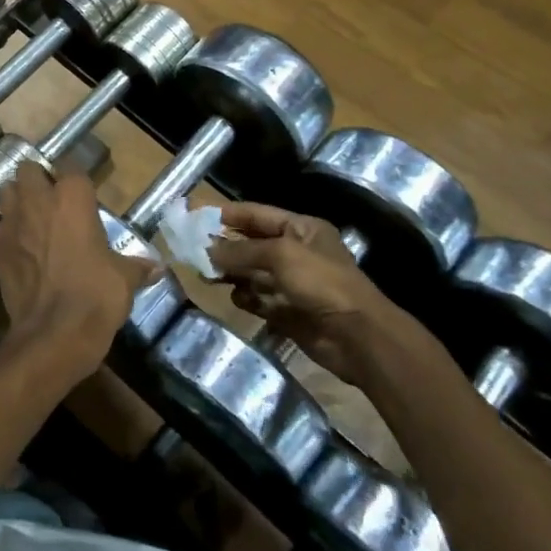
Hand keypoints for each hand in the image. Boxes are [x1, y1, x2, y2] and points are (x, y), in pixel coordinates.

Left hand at [0, 162, 158, 389]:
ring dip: (18, 200)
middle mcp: (38, 201)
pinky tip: (22, 249)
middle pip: (29, 170)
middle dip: (38, 180)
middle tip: (52, 202)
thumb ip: (137, 266)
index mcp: (73, 198)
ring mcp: (12, 223)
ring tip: (33, 219)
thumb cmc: (95, 296)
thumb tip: (156, 268)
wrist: (53, 334)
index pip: (72, 168)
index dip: (76, 181)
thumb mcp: (124, 279)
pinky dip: (9, 232)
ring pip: (6, 192)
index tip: (84, 195)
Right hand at [210, 203, 387, 372]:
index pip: (258, 214)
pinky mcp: (288, 311)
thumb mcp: (281, 255)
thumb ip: (241, 250)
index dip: (228, 214)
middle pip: (252, 244)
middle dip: (225, 247)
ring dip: (231, 273)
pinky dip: (246, 298)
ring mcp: (292, 283)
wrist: (357, 336)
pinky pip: (259, 299)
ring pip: (252, 273)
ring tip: (207, 275)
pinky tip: (237, 298)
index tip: (196, 216)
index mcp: (302, 229)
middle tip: (193, 250)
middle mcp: (296, 252)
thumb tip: (207, 250)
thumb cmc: (322, 283)